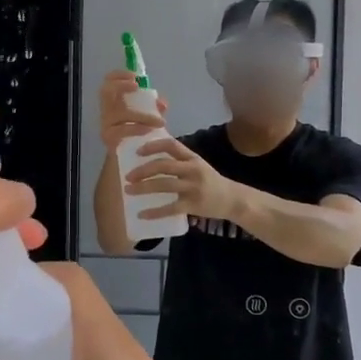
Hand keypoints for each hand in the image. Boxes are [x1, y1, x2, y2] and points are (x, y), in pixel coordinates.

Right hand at [97, 69, 167, 151]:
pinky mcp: (109, 139)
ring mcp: (106, 125)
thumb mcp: (149, 118)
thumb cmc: (140, 135)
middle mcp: (106, 112)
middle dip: (121, 85)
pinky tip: (149, 131)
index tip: (135, 77)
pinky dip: (136, 129)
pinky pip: (121, 131)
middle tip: (137, 86)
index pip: (108, 82)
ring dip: (141, 115)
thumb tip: (162, 102)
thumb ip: (155, 109)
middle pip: (105, 91)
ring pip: (120, 113)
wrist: (132, 160)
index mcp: (115, 103)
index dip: (119, 75)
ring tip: (159, 121)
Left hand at [126, 137, 241, 222]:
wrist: (232, 199)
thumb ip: (179, 160)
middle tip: (127, 176)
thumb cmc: (209, 181)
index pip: (171, 145)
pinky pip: (170, 208)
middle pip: (163, 165)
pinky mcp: (193, 204)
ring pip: (164, 185)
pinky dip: (154, 212)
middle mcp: (192, 170)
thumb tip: (151, 156)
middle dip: (143, 170)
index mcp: (192, 158)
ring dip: (143, 188)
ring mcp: (193, 187)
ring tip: (128, 191)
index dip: (152, 146)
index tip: (137, 151)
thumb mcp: (197, 165)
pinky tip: (142, 214)